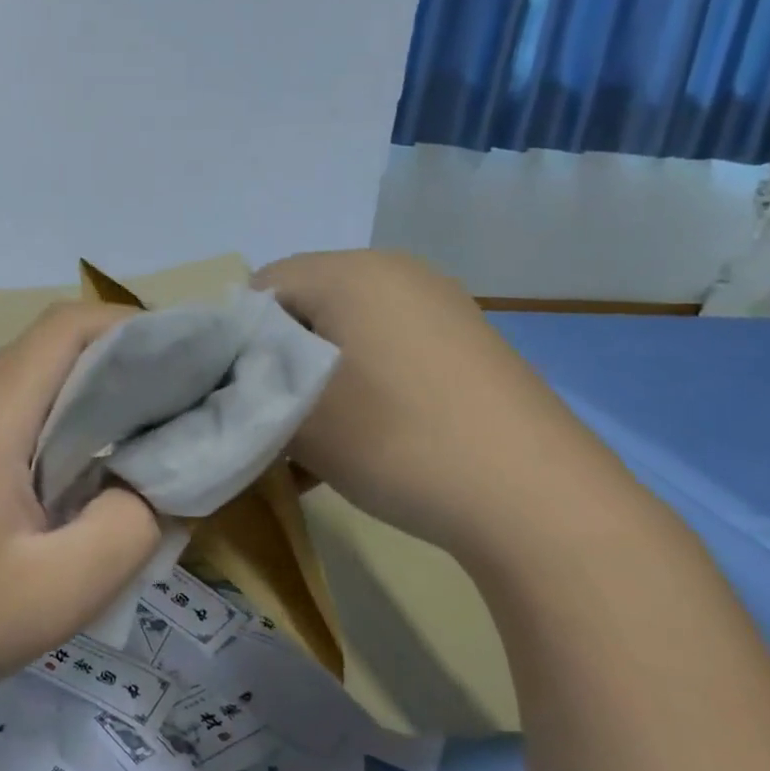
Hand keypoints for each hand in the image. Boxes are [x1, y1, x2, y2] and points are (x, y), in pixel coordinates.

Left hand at [0, 302, 163, 708]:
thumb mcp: (60, 592)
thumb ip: (130, 527)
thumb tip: (155, 482)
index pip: (67, 327)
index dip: (132, 326)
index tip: (185, 358)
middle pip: (50, 346)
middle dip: (120, 358)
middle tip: (177, 399)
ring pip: (28, 375)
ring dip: (86, 390)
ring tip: (139, 430)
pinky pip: (6, 407)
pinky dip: (54, 416)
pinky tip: (77, 467)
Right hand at [254, 250, 628, 564]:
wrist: (536, 499)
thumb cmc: (396, 439)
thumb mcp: (296, 415)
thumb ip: (246, 384)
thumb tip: (236, 375)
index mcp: (351, 271)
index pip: (261, 288)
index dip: (234, 341)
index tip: (233, 396)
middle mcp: (396, 273)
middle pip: (304, 309)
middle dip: (276, 363)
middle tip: (268, 420)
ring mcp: (439, 307)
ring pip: (345, 336)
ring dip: (316, 383)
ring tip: (310, 445)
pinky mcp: (466, 345)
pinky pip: (388, 354)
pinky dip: (359, 389)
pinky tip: (355, 445)